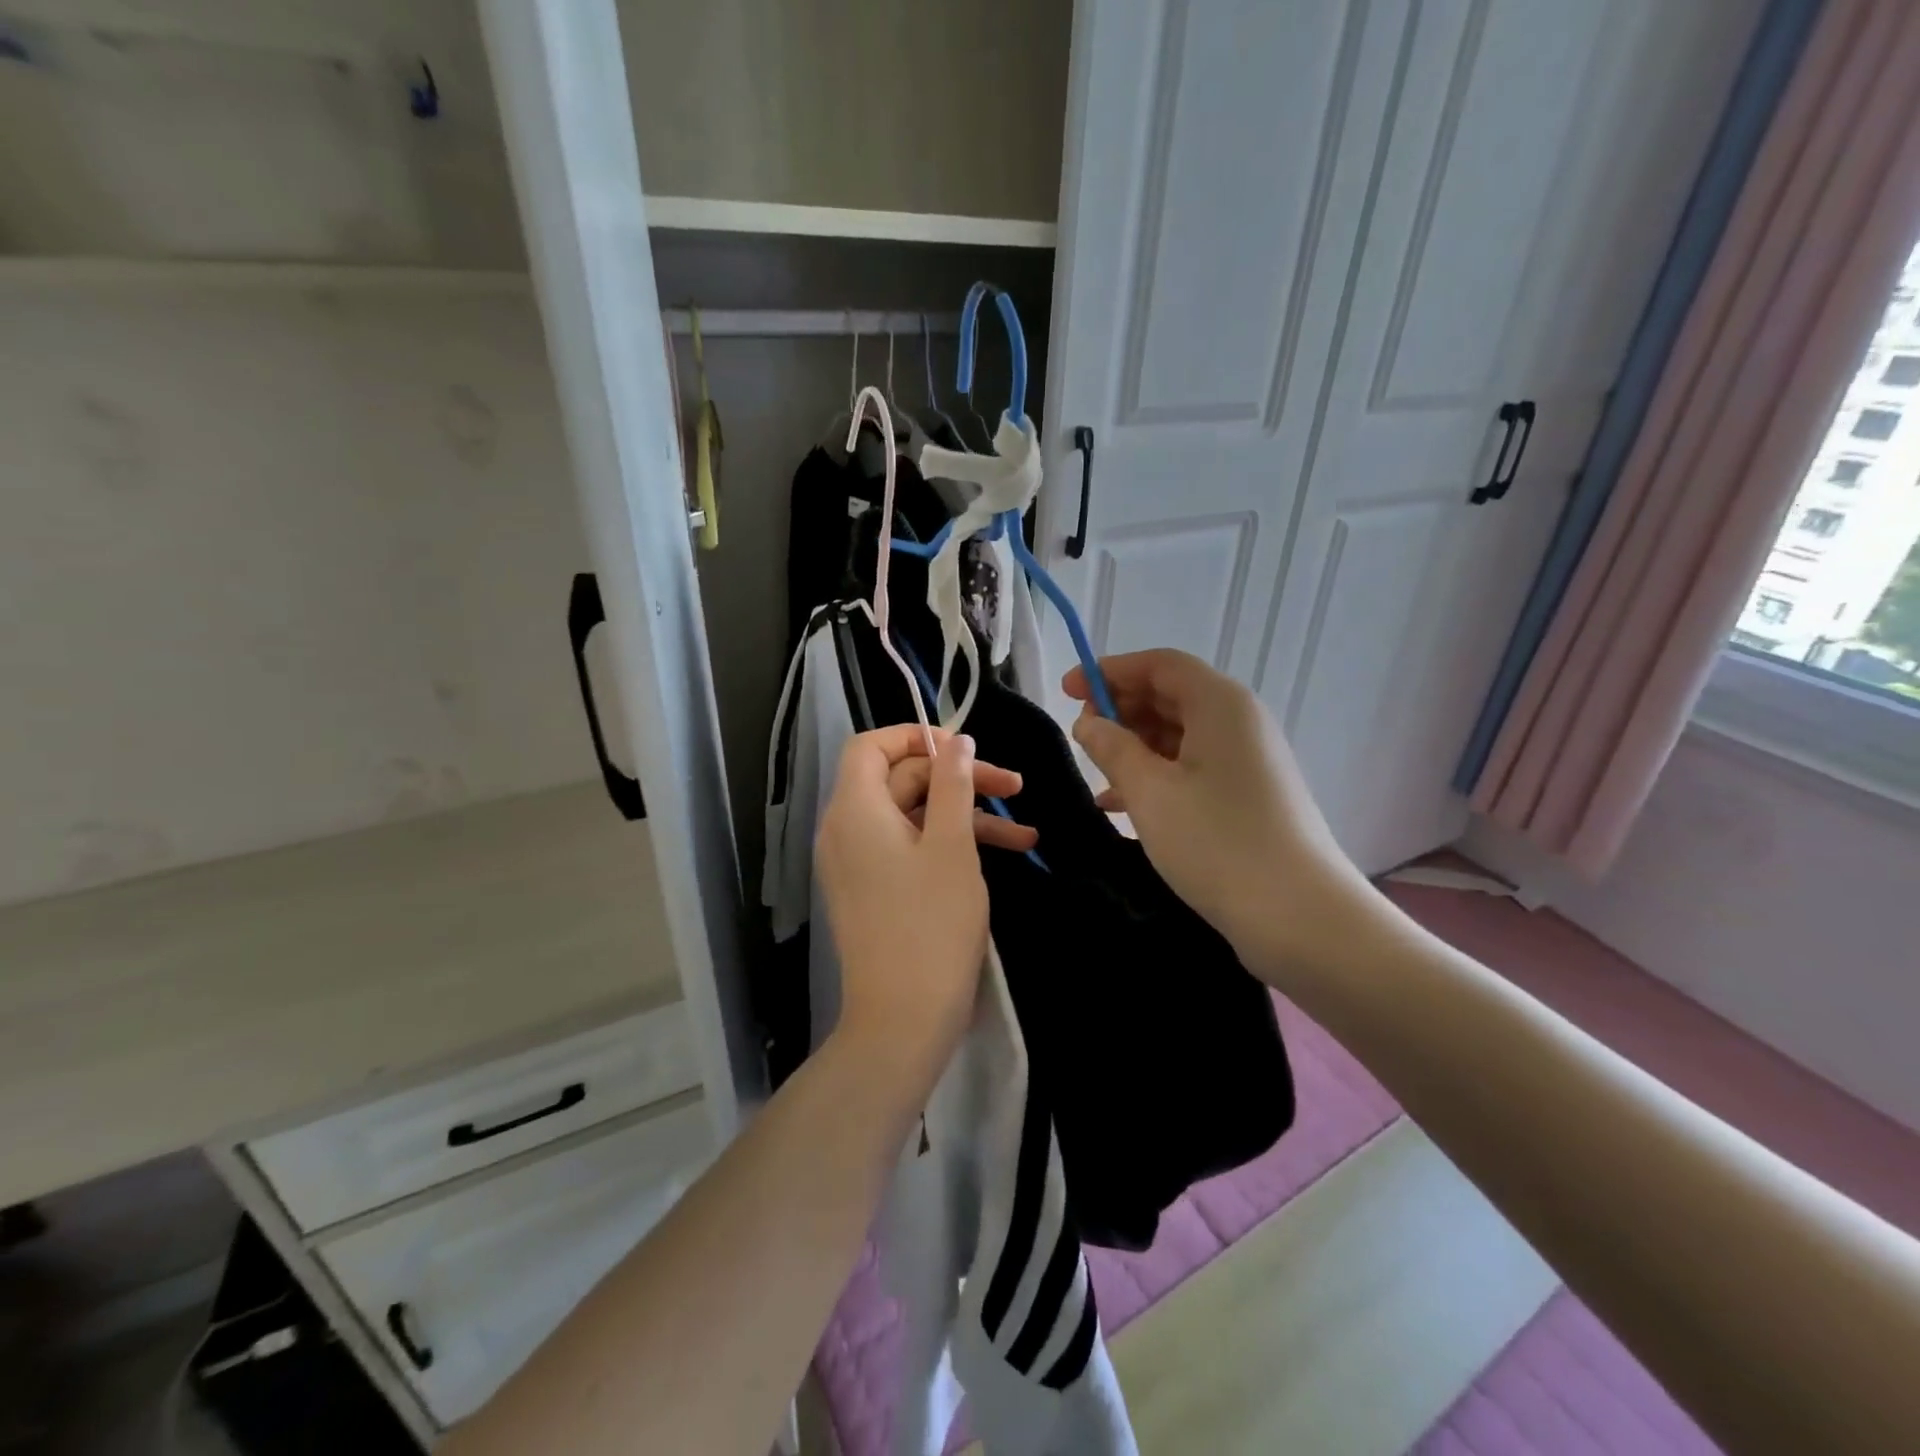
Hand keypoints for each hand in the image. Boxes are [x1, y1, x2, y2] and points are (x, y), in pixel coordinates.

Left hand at [816, 727, 1032, 1094]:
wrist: (903, 1020)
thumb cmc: (931, 925)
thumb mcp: (952, 845)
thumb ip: (953, 784)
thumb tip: (956, 741)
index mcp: (854, 810)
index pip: (871, 746)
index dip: (916, 737)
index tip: (964, 750)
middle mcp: (847, 830)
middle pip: (900, 780)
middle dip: (958, 779)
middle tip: (1014, 787)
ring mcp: (858, 863)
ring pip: (913, 817)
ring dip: (966, 817)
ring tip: (1025, 833)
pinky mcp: (874, 889)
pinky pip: (909, 849)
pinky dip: (949, 846)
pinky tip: (1004, 855)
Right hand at [1064, 650, 1374, 970]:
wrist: (1299, 916)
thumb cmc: (1217, 842)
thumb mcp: (1150, 792)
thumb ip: (1112, 749)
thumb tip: (1089, 723)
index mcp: (1220, 704)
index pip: (1159, 664)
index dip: (1110, 671)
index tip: (1068, 690)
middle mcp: (1239, 721)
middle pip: (1171, 695)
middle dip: (1121, 709)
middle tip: (1081, 736)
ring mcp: (1247, 759)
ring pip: (1180, 734)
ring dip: (1135, 746)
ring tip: (1096, 772)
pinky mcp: (1248, 794)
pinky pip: (1193, 767)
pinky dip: (1156, 774)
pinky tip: (1122, 804)